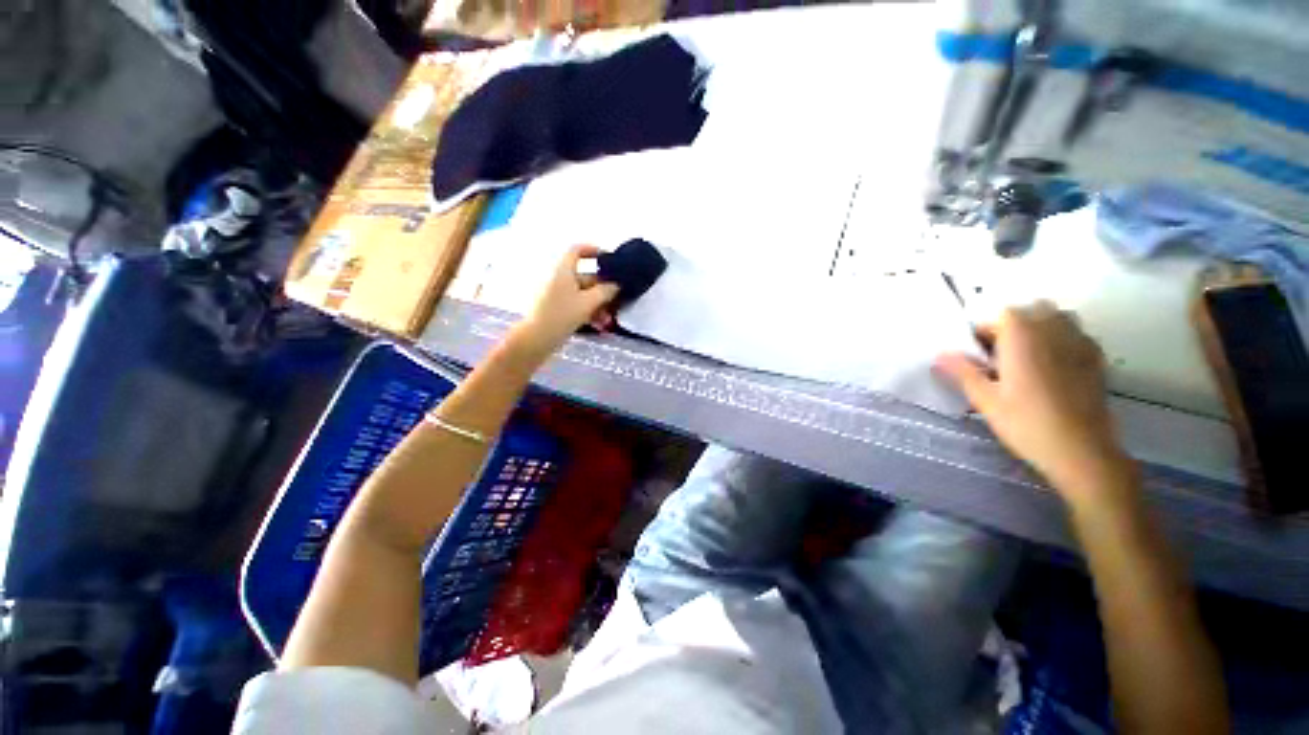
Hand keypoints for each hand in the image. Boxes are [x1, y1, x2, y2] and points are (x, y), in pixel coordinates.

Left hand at [515, 245, 619, 353]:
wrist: (536, 339)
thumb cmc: (561, 315)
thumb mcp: (588, 303)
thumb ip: (605, 292)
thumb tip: (616, 285)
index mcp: (564, 271)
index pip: (577, 251)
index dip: (593, 251)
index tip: (609, 260)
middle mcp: (560, 279)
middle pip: (586, 277)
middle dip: (603, 289)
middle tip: (618, 300)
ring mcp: (558, 295)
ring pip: (584, 295)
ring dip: (598, 305)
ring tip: (608, 319)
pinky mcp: (557, 310)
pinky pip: (577, 305)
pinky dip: (589, 312)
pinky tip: (599, 325)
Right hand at [936, 302, 1131, 506]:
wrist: (1081, 450)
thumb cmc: (1026, 423)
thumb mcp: (985, 400)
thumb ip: (962, 372)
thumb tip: (939, 354)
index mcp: (1023, 336)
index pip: (1002, 315)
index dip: (986, 331)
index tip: (979, 355)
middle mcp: (1053, 330)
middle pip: (1032, 309)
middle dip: (1014, 324)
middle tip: (1001, 354)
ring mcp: (1080, 342)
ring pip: (1058, 317)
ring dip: (1040, 327)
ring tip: (1027, 357)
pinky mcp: (1096, 359)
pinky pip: (1077, 334)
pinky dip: (1062, 340)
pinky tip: (1053, 367)